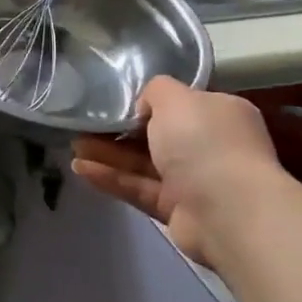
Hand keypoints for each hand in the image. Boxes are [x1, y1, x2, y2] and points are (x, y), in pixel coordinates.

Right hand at [71, 77, 283, 274]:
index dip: (150, 103)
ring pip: (144, 164)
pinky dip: (111, 179)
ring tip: (73, 147)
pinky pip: (139, 188)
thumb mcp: (176, 98)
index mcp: (220, 114)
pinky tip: (81, 169)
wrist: (228, 210)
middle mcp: (211, 146)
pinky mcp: (177, 211)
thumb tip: (145, 108)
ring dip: (109, 155)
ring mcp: (195, 181)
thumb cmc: (204, 142)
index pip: (183, 104)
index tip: (118, 103)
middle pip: (159, 136)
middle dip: (120, 132)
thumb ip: (156, 91)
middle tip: (86, 126)